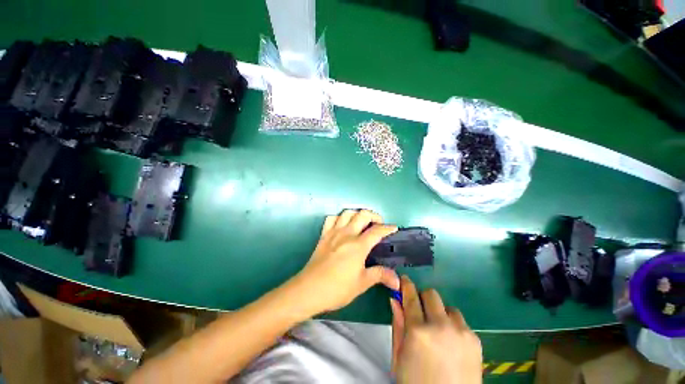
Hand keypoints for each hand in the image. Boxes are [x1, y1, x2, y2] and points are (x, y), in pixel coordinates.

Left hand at [289, 210, 399, 315]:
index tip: (394, 228)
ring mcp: (333, 232)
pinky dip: (339, 218)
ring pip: (347, 213)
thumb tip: (397, 280)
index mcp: (358, 245)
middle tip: (378, 224)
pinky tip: (342, 225)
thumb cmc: (337, 288)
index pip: (377, 231)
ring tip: (361, 222)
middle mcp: (347, 234)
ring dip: (357, 214)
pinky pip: (331, 218)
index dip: (388, 228)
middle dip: (374, 216)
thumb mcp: (362, 283)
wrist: (309, 289)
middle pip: (363, 214)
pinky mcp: (323, 235)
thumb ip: (380, 275)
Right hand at [391, 276, 482, 383]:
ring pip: (447, 307)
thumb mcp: (399, 357)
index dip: (406, 285)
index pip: (410, 296)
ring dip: (439, 313)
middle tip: (420, 310)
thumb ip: (397, 325)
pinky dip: (452, 326)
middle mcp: (441, 326)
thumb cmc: (416, 383)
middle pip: (431, 294)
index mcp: (418, 331)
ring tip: (438, 331)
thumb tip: (395, 299)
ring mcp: (461, 332)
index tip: (404, 279)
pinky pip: (460, 322)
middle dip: (423, 298)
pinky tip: (450, 343)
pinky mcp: (475, 340)